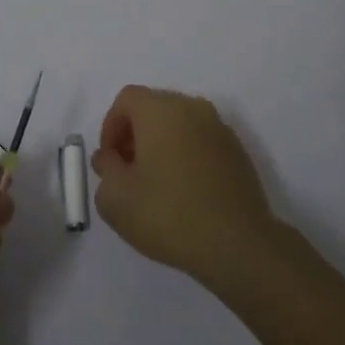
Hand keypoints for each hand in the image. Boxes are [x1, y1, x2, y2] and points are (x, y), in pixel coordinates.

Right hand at [93, 85, 280, 283]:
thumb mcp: (116, 199)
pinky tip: (185, 192)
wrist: (239, 245)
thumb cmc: (169, 215)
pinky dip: (187, 156)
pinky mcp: (238, 152)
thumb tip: (111, 158)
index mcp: (161, 110)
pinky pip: (201, 142)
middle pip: (154, 108)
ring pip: (180, 124)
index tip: (110, 161)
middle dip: (135, 134)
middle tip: (128, 171)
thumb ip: (105, 169)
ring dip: (162, 145)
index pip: (127, 99)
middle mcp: (193, 108)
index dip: (110, 126)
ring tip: (156, 184)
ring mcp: (220, 129)